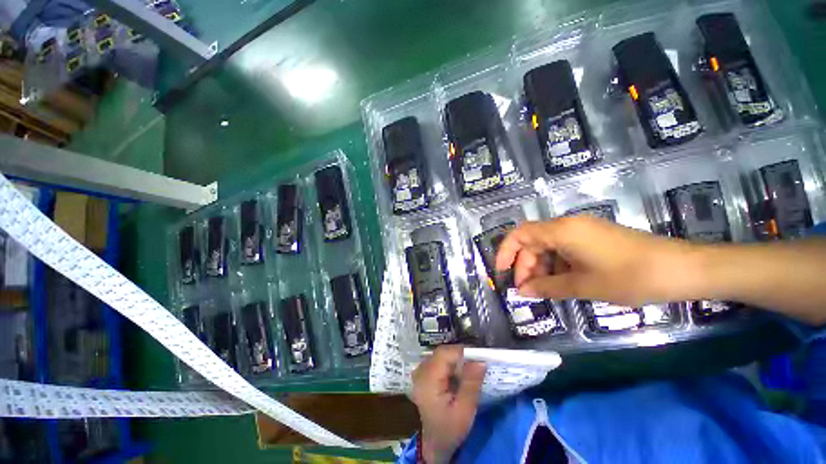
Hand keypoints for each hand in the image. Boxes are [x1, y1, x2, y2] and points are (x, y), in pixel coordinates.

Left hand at [411, 346, 486, 463]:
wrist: (434, 444)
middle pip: (442, 353)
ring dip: (456, 359)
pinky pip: (438, 362)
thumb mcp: (464, 411)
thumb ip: (471, 384)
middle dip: (460, 355)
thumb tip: (480, 361)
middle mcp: (421, 371)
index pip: (444, 354)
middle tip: (477, 362)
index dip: (462, 351)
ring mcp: (420, 372)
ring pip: (441, 355)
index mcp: (428, 379)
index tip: (479, 356)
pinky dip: (450, 364)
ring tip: (470, 368)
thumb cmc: (449, 429)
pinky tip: (459, 374)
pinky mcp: (423, 375)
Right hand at [494, 216, 698, 305]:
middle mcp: (568, 225)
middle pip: (533, 242)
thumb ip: (547, 288)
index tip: (501, 273)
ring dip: (541, 268)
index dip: (505, 252)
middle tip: (527, 290)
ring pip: (548, 247)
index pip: (519, 234)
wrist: (682, 269)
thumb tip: (522, 293)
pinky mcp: (593, 238)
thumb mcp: (583, 286)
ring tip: (546, 290)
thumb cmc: (629, 276)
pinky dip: (557, 266)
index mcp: (561, 231)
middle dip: (525, 266)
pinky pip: (564, 249)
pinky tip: (563, 283)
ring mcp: (582, 231)